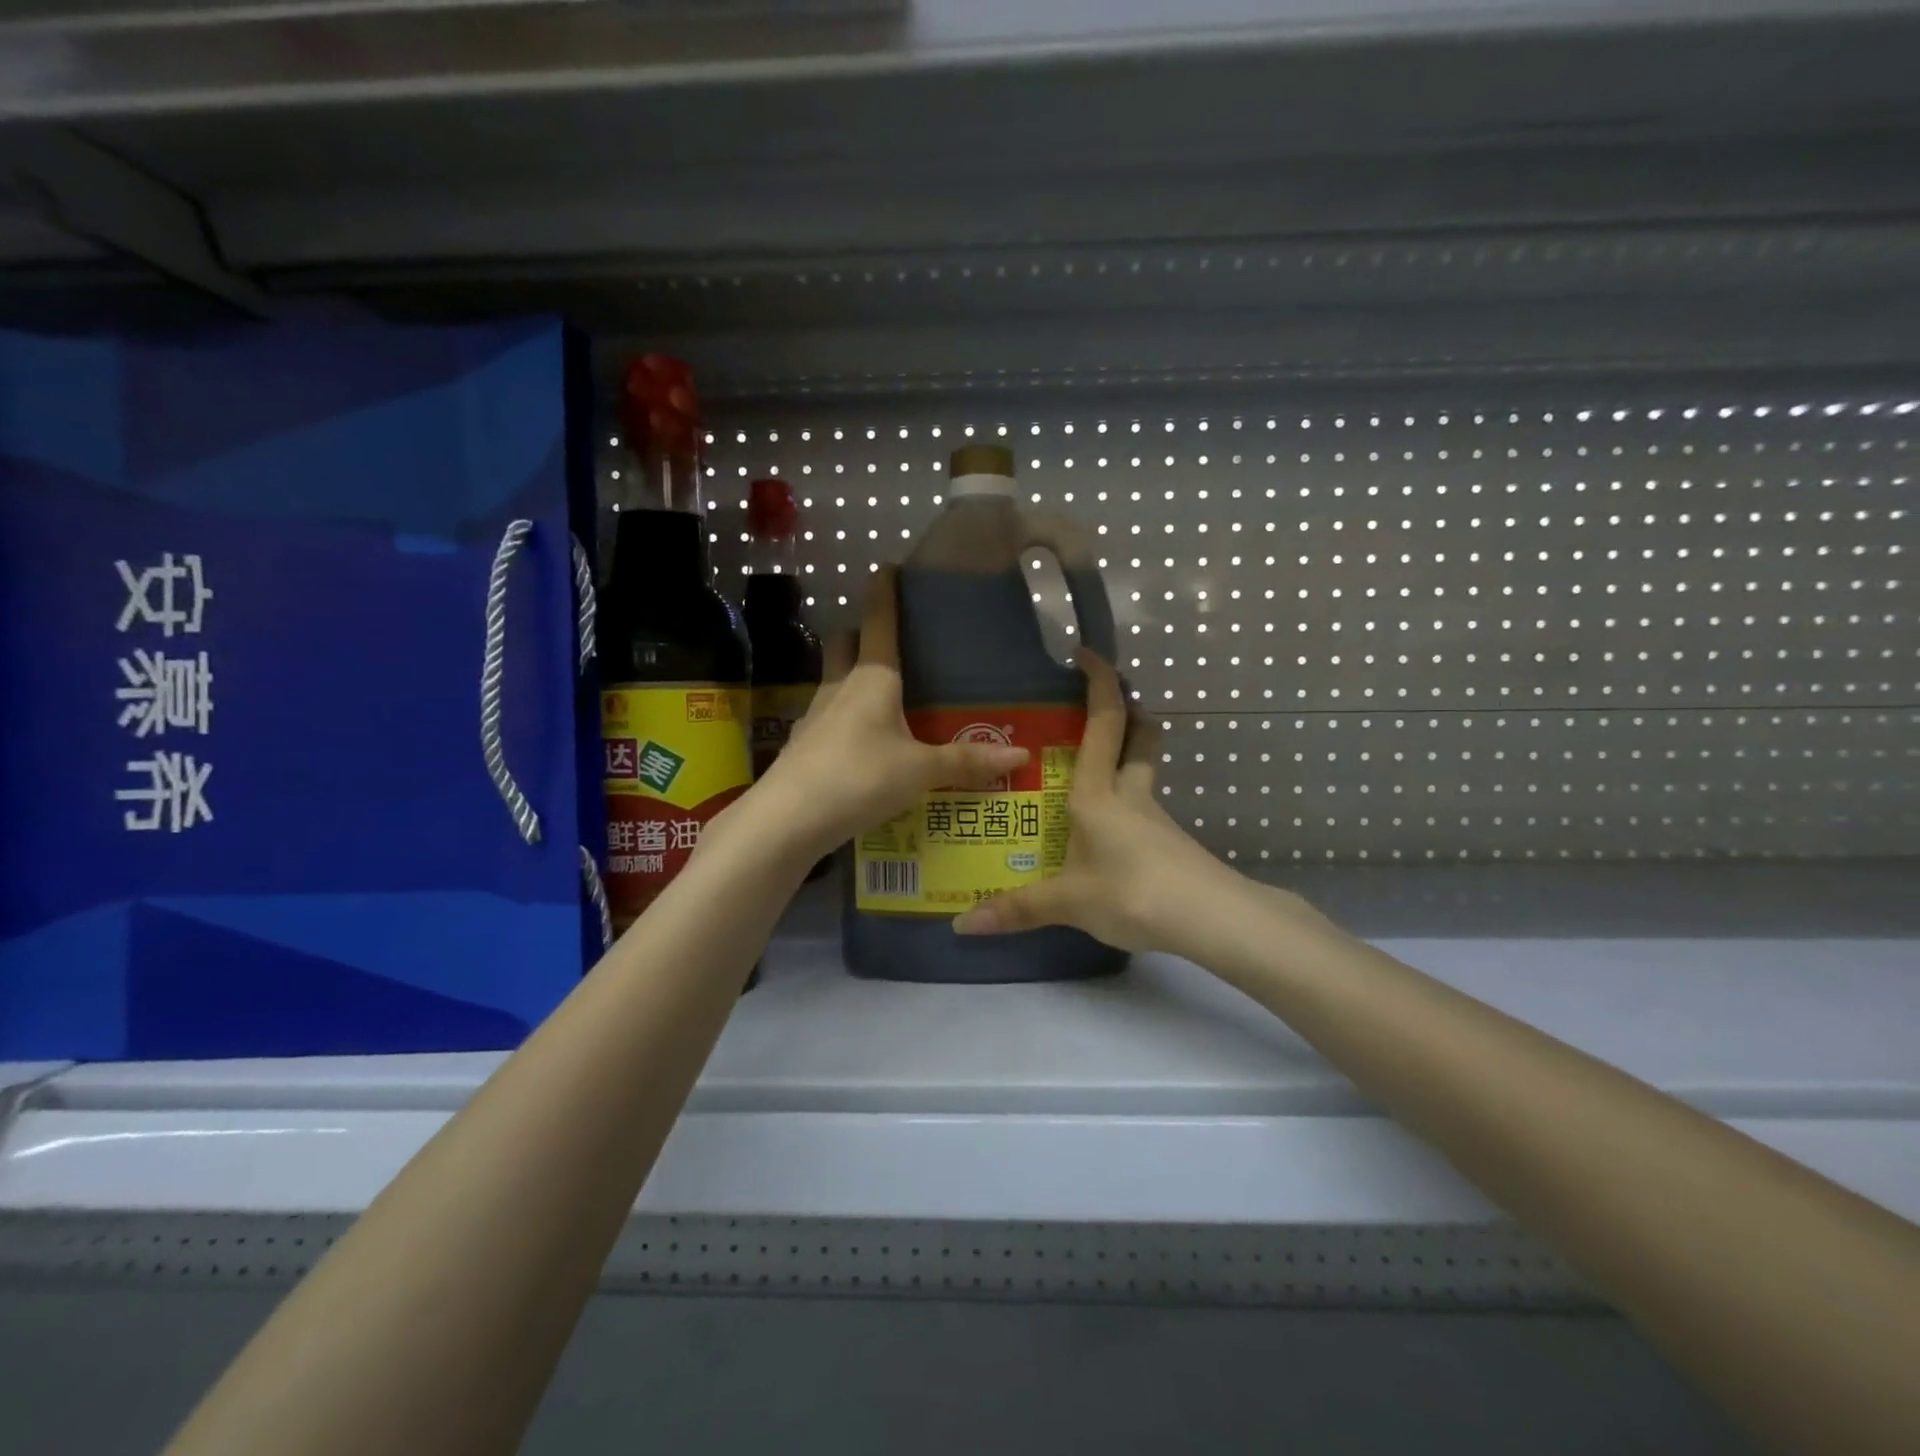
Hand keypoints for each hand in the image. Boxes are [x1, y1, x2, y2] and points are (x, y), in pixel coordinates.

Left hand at [744, 568, 1030, 857]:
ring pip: (834, 680)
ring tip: (886, 698)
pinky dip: (847, 720)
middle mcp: (840, 687)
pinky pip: (830, 719)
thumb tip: (1021, 755)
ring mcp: (816, 716)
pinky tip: (865, 744)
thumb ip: (966, 762)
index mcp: (872, 678)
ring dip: (854, 678)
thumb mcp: (920, 772)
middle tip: (891, 643)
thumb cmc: (859, 778)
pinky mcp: (804, 746)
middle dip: (862, 634)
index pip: (880, 621)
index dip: (884, 591)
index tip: (888, 566)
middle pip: (845, 643)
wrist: (787, 820)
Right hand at [953, 651, 1227, 953]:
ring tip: (1085, 780)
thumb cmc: (1132, 891)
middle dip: (1127, 712)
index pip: (1104, 722)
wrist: (1211, 919)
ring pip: (1142, 773)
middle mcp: (1130, 794)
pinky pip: (1142, 811)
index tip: (1086, 653)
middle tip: (1099, 710)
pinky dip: (1126, 806)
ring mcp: (1155, 818)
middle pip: (1140, 737)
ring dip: (1125, 760)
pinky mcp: (1169, 844)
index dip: (1099, 682)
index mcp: (1099, 793)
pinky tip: (1106, 836)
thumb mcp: (1069, 902)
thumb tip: (961, 925)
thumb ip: (1017, 909)